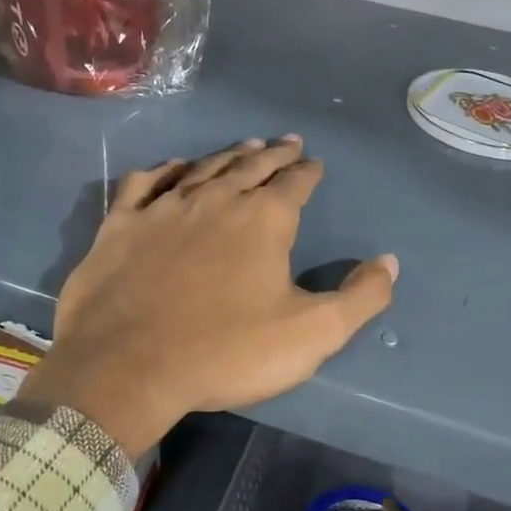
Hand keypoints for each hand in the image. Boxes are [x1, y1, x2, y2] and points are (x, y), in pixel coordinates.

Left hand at [17, 137, 397, 457]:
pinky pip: (145, 184)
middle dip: (274, 154)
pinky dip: (163, 171)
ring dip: (228, 155)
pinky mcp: (121, 225)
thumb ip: (360, 297)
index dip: (308, 172)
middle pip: (251, 166)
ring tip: (245, 145)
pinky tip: (171, 168)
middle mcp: (216, 200)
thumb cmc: (227, 351)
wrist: (128, 368)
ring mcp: (164, 208)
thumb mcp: (312, 334)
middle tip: (287, 142)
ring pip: (203, 168)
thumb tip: (389, 263)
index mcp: (264, 220)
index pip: (295, 183)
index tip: (315, 163)